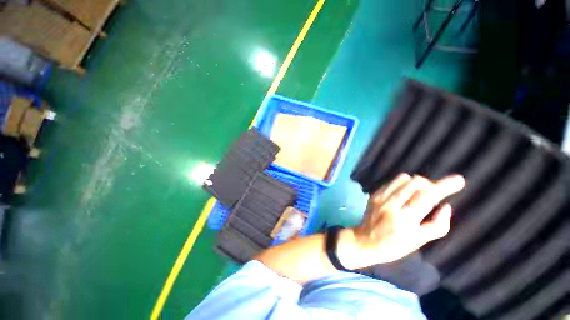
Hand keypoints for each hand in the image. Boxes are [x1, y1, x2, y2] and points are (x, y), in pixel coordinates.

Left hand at [338, 173, 464, 268]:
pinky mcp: (374, 195)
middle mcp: (391, 206)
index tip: (459, 180)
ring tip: (419, 193)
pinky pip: (392, 182)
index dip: (444, 186)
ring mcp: (380, 198)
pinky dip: (403, 184)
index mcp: (404, 221)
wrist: (365, 241)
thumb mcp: (419, 242)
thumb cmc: (394, 246)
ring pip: (403, 179)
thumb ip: (437, 226)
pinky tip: (404, 193)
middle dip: (431, 184)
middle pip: (415, 183)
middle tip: (434, 193)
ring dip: (417, 183)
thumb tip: (446, 205)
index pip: (427, 197)